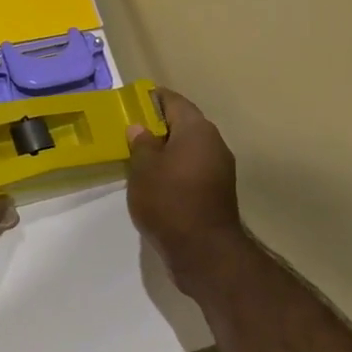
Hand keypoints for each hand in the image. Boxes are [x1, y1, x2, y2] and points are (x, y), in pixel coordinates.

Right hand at [126, 89, 250, 295]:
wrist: (205, 253)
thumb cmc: (169, 201)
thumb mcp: (143, 169)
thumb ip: (141, 143)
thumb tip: (140, 128)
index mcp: (197, 129)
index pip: (174, 101)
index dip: (152, 98)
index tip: (133, 102)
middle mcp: (214, 143)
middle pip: (184, 124)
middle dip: (158, 125)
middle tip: (131, 132)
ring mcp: (220, 168)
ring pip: (189, 148)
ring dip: (167, 149)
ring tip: (139, 158)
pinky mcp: (218, 191)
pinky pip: (193, 168)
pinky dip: (175, 168)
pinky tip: (156, 181)